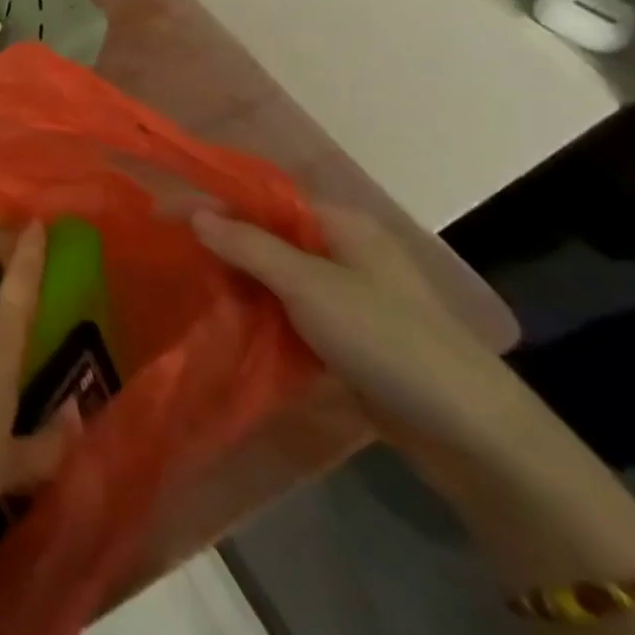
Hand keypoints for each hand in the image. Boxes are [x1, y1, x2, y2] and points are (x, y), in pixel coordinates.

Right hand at [191, 207, 549, 474]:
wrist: (470, 434)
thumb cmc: (386, 340)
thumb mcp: (309, 286)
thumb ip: (248, 246)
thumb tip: (195, 213)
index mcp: (341, 226)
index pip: (263, 200)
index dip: (213, 203)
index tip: (163, 215)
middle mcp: (343, 253)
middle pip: (267, 236)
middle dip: (221, 244)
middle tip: (171, 256)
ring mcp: (347, 297)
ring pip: (274, 276)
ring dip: (237, 282)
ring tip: (190, 288)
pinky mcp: (346, 337)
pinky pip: (288, 312)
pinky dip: (258, 313)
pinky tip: (228, 322)